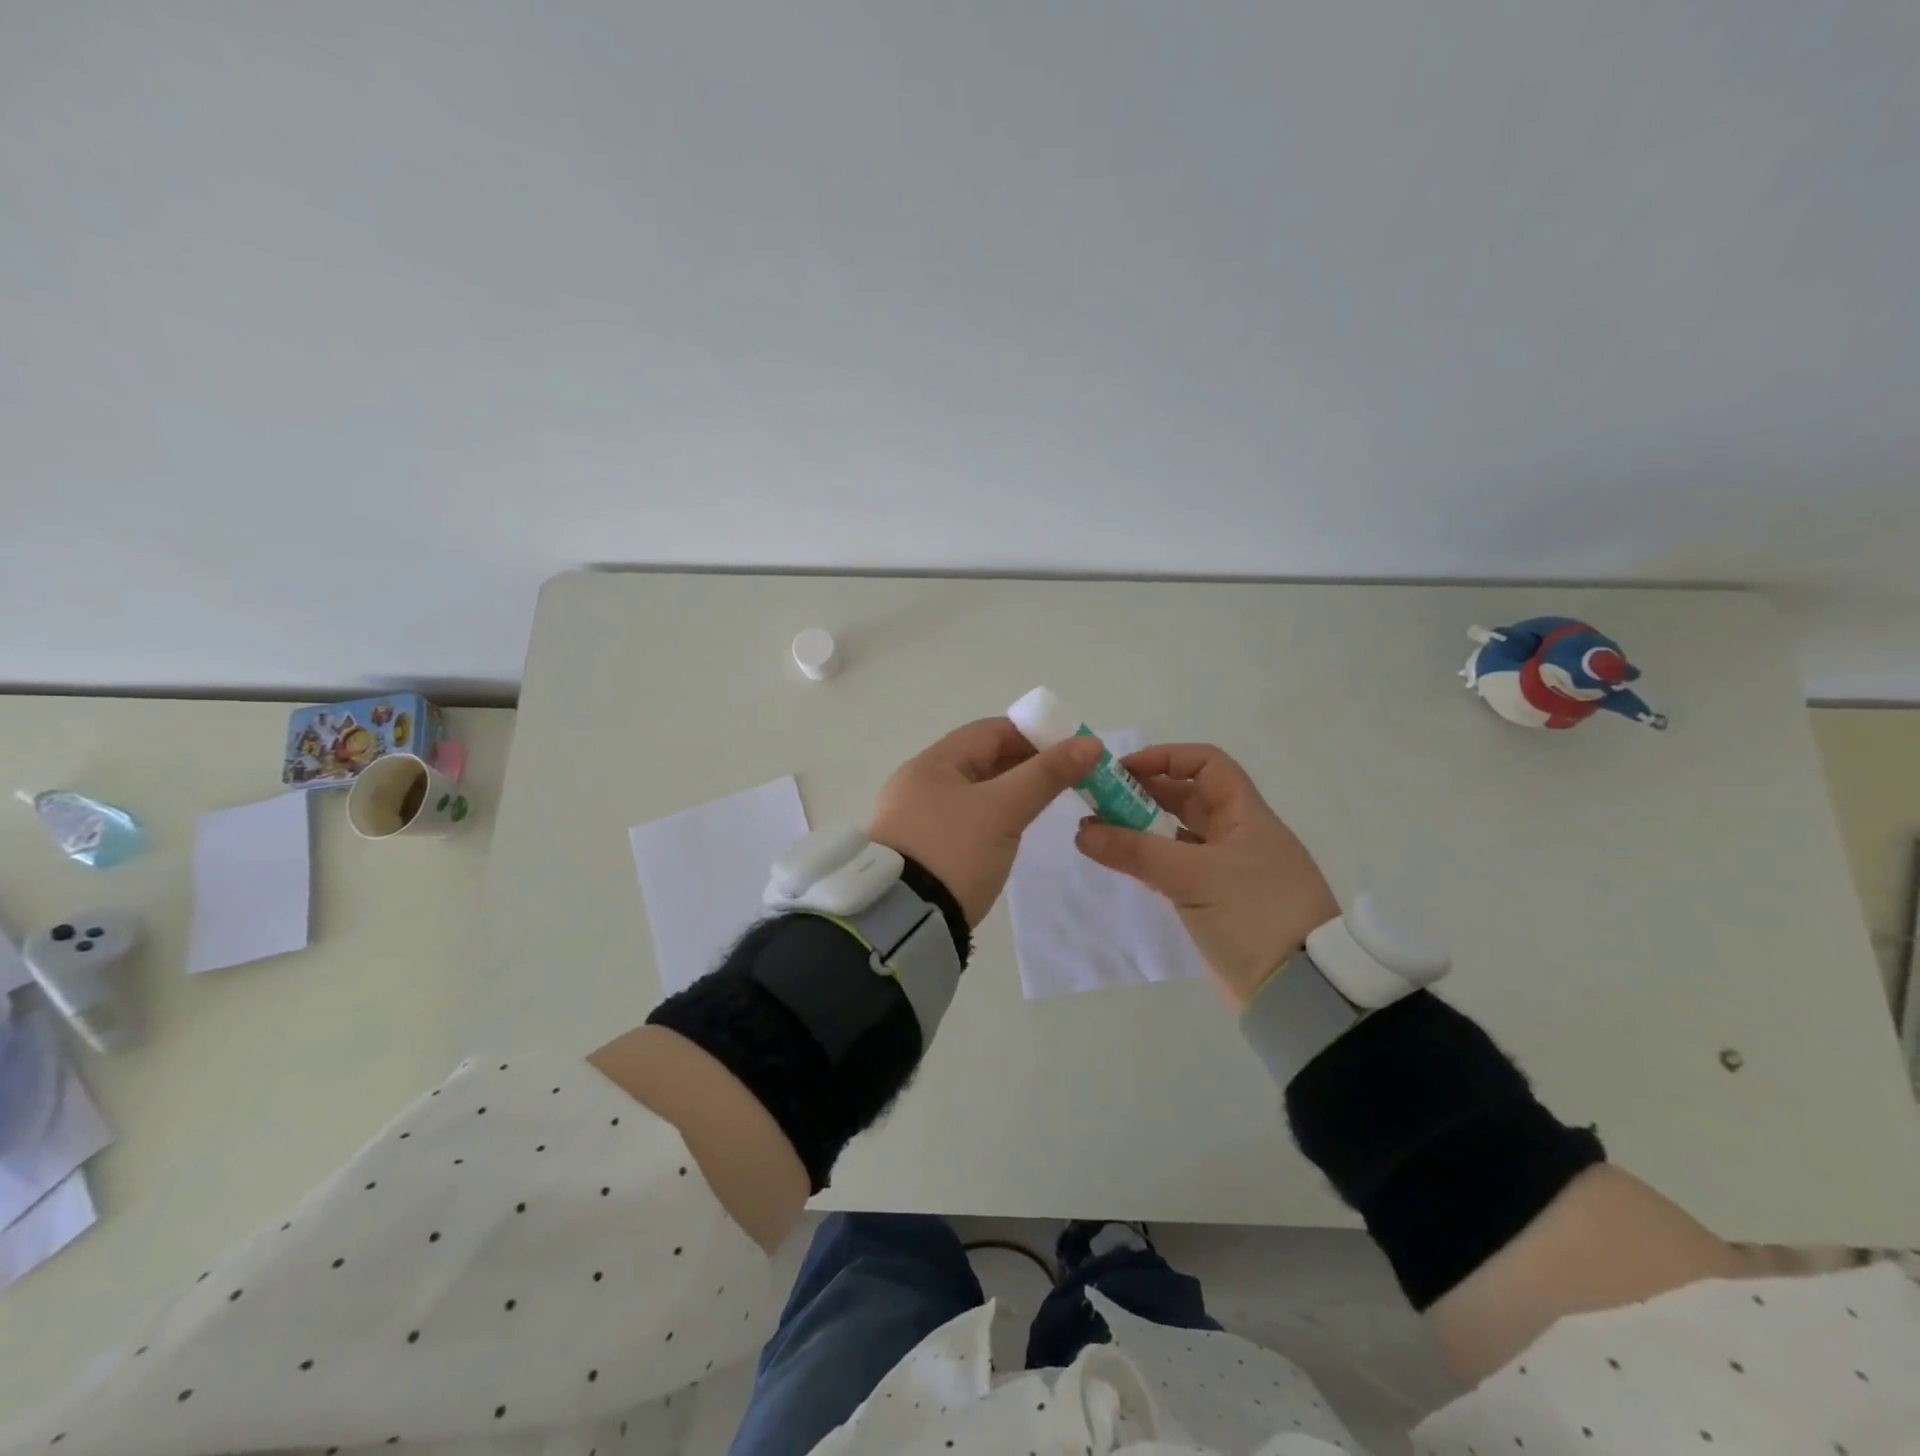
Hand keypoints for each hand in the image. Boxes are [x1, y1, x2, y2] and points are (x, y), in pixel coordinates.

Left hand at [870, 718, 1101, 927]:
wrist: (903, 922)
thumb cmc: (953, 852)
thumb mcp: (1002, 810)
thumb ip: (1045, 775)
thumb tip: (1089, 744)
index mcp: (931, 763)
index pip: (989, 731)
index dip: (1033, 734)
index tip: (1070, 750)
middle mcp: (919, 783)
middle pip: (981, 760)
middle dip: (1024, 764)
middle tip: (1066, 778)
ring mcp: (916, 817)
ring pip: (974, 791)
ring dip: (1009, 791)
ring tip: (1045, 802)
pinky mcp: (922, 848)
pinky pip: (964, 818)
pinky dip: (992, 816)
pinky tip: (1012, 829)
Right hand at [1074, 743, 1337, 1009]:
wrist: (1298, 991)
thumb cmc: (1254, 915)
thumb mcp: (1193, 877)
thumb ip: (1136, 851)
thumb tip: (1082, 830)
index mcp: (1245, 815)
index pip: (1207, 763)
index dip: (1166, 757)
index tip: (1124, 770)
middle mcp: (1237, 834)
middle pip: (1187, 796)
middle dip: (1143, 792)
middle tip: (1098, 799)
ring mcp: (1226, 868)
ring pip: (1178, 833)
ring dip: (1141, 827)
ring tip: (1100, 830)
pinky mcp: (1215, 899)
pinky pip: (1175, 866)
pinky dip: (1148, 860)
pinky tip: (1121, 862)